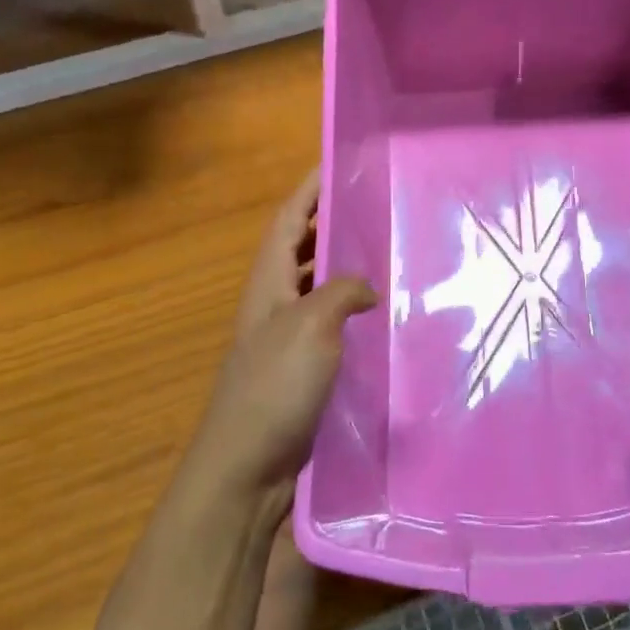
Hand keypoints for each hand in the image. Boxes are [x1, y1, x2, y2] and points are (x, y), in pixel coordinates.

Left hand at [187, 167, 376, 513]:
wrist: (247, 467)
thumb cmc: (273, 387)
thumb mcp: (310, 327)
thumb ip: (342, 293)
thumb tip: (366, 288)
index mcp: (268, 284)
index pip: (287, 221)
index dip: (308, 190)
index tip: (334, 162)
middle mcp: (273, 303)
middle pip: (299, 248)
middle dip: (326, 221)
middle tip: (370, 203)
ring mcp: (285, 337)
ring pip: (316, 285)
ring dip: (340, 264)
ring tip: (382, 250)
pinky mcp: (301, 368)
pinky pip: (329, 322)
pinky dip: (350, 308)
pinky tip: (379, 315)